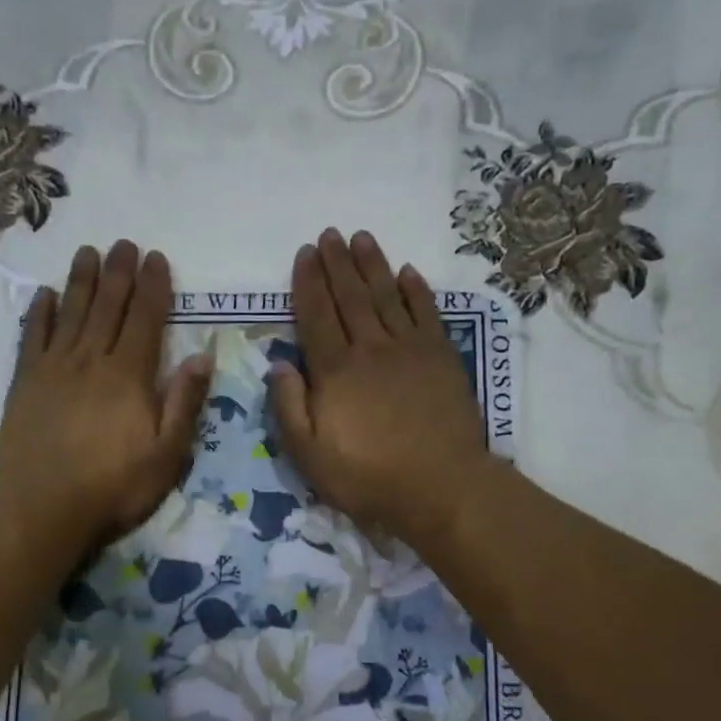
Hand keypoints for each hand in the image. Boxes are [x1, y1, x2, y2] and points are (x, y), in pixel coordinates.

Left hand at [0, 241, 212, 555]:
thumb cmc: (114, 487)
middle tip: (123, 243)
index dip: (153, 287)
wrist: (43, 507)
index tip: (156, 258)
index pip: (145, 320)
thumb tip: (202, 356)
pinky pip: (32, 337)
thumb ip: (184, 403)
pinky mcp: (25, 383)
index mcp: (129, 377)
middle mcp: (91, 361)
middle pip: (108, 307)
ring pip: (71, 313)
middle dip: (118, 273)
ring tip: (87, 252)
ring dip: (81, 281)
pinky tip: (45, 295)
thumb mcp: (166, 455)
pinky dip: (40, 313)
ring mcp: (54, 369)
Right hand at [269, 229, 490, 549]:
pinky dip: (416, 290)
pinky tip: (408, 273)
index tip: (304, 254)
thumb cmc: (367, 477)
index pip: (316, 315)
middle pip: (350, 296)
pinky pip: (426, 313)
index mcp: (335, 371)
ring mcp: (410, 349)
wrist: (440, 486)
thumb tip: (278, 365)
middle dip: (337, 263)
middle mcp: (371, 349)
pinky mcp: (442, 358)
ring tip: (362, 238)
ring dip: (373, 265)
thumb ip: (289, 408)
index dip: (308, 283)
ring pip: (387, 296)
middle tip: (330, 234)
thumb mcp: (309, 456)